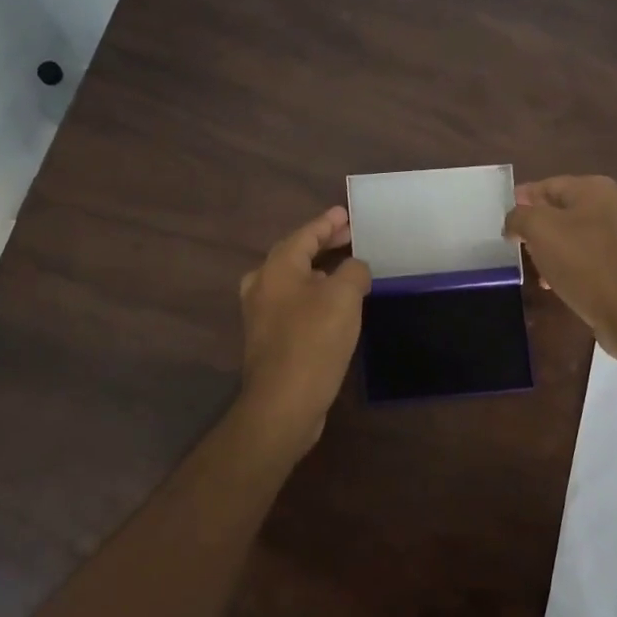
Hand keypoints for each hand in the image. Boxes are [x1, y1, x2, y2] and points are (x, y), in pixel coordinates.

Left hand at [237, 206, 370, 446]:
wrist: (283, 403)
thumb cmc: (314, 341)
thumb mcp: (344, 296)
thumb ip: (353, 271)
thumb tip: (354, 268)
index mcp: (277, 268)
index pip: (305, 234)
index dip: (327, 222)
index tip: (346, 213)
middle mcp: (262, 285)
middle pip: (294, 254)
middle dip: (322, 244)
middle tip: (349, 235)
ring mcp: (261, 314)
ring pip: (292, 280)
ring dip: (318, 270)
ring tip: (343, 267)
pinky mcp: (269, 339)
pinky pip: (293, 303)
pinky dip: (313, 294)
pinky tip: (331, 305)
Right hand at [503, 176, 616, 362]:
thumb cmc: (583, 262)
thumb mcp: (539, 230)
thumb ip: (519, 217)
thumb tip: (513, 222)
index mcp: (593, 188)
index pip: (545, 185)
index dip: (520, 200)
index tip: (501, 219)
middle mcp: (610, 205)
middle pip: (558, 210)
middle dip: (534, 227)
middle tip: (513, 244)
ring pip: (571, 235)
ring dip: (548, 248)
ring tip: (531, 266)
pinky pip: (585, 256)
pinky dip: (566, 265)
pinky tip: (552, 282)